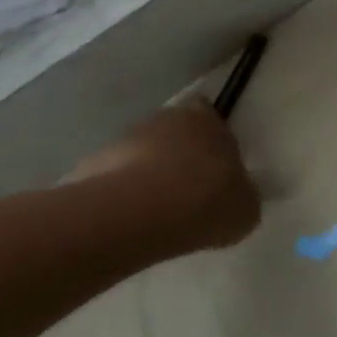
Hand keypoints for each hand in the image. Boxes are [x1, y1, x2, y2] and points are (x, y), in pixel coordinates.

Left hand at [65, 103, 261, 250]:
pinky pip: (113, 178)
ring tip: (154, 213)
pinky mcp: (93, 164)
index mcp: (207, 118)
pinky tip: (127, 223)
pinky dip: (120, 195)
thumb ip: (242, 196)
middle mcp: (166, 117)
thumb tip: (238, 196)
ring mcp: (126, 139)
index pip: (208, 113)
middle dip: (177, 154)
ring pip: (141, 152)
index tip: (213, 164)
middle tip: (185, 190)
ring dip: (147, 174)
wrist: (135, 215)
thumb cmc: (203, 200)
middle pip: (173, 131)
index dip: (210, 136)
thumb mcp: (244, 208)